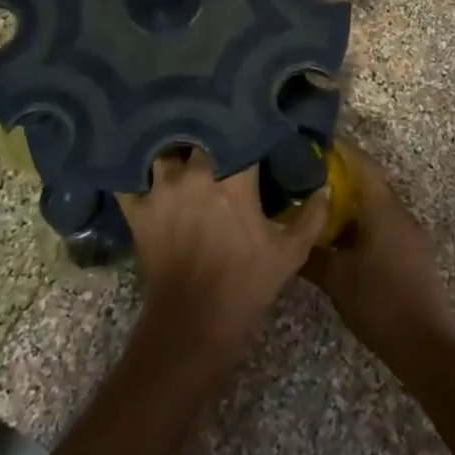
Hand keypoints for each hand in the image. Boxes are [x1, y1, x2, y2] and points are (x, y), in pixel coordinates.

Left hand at [118, 148, 325, 365]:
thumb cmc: (246, 287)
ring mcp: (161, 191)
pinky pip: (131, 180)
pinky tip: (146, 172)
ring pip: (165, 151)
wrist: (192, 328)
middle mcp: (195, 175)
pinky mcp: (138, 211)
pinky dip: (137, 174)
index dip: (250, 128)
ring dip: (175, 151)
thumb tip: (323, 188)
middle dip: (211, 134)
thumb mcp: (290, 254)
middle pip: (200, 134)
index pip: (242, 134)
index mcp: (234, 179)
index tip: (258, 126)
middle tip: (220, 137)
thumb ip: (311, 216)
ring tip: (183, 150)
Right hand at [303, 139, 454, 361]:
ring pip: (378, 206)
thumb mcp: (336, 280)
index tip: (316, 145)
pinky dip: (364, 223)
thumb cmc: (379, 303)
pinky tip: (343, 240)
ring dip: (352, 204)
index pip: (363, 165)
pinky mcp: (414, 253)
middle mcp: (401, 214)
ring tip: (320, 208)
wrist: (425, 346)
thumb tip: (288, 239)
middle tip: (310, 178)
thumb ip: (311, 255)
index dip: (341, 151)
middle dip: (341, 178)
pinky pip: (386, 225)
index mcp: (384, 211)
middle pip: (370, 183)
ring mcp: (411, 234)